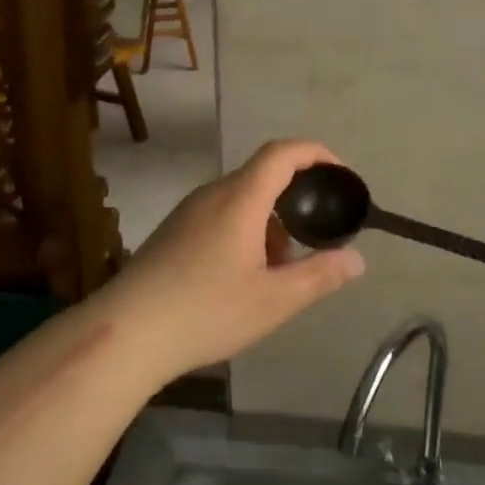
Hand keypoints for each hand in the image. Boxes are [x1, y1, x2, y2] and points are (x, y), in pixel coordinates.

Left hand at [94, 140, 365, 381]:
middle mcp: (213, 194)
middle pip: (263, 174)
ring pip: (241, 198)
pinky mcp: (173, 230)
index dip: (316, 153)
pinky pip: (221, 213)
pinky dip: (247, 228)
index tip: (341, 176)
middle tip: (320, 230)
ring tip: (284, 264)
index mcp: (240, 198)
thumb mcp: (274, 300)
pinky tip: (247, 273)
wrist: (127, 332)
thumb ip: (319, 276)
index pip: (282, 152)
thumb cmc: (206, 312)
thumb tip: (357, 259)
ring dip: (271, 219)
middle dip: (297, 196)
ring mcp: (189, 211)